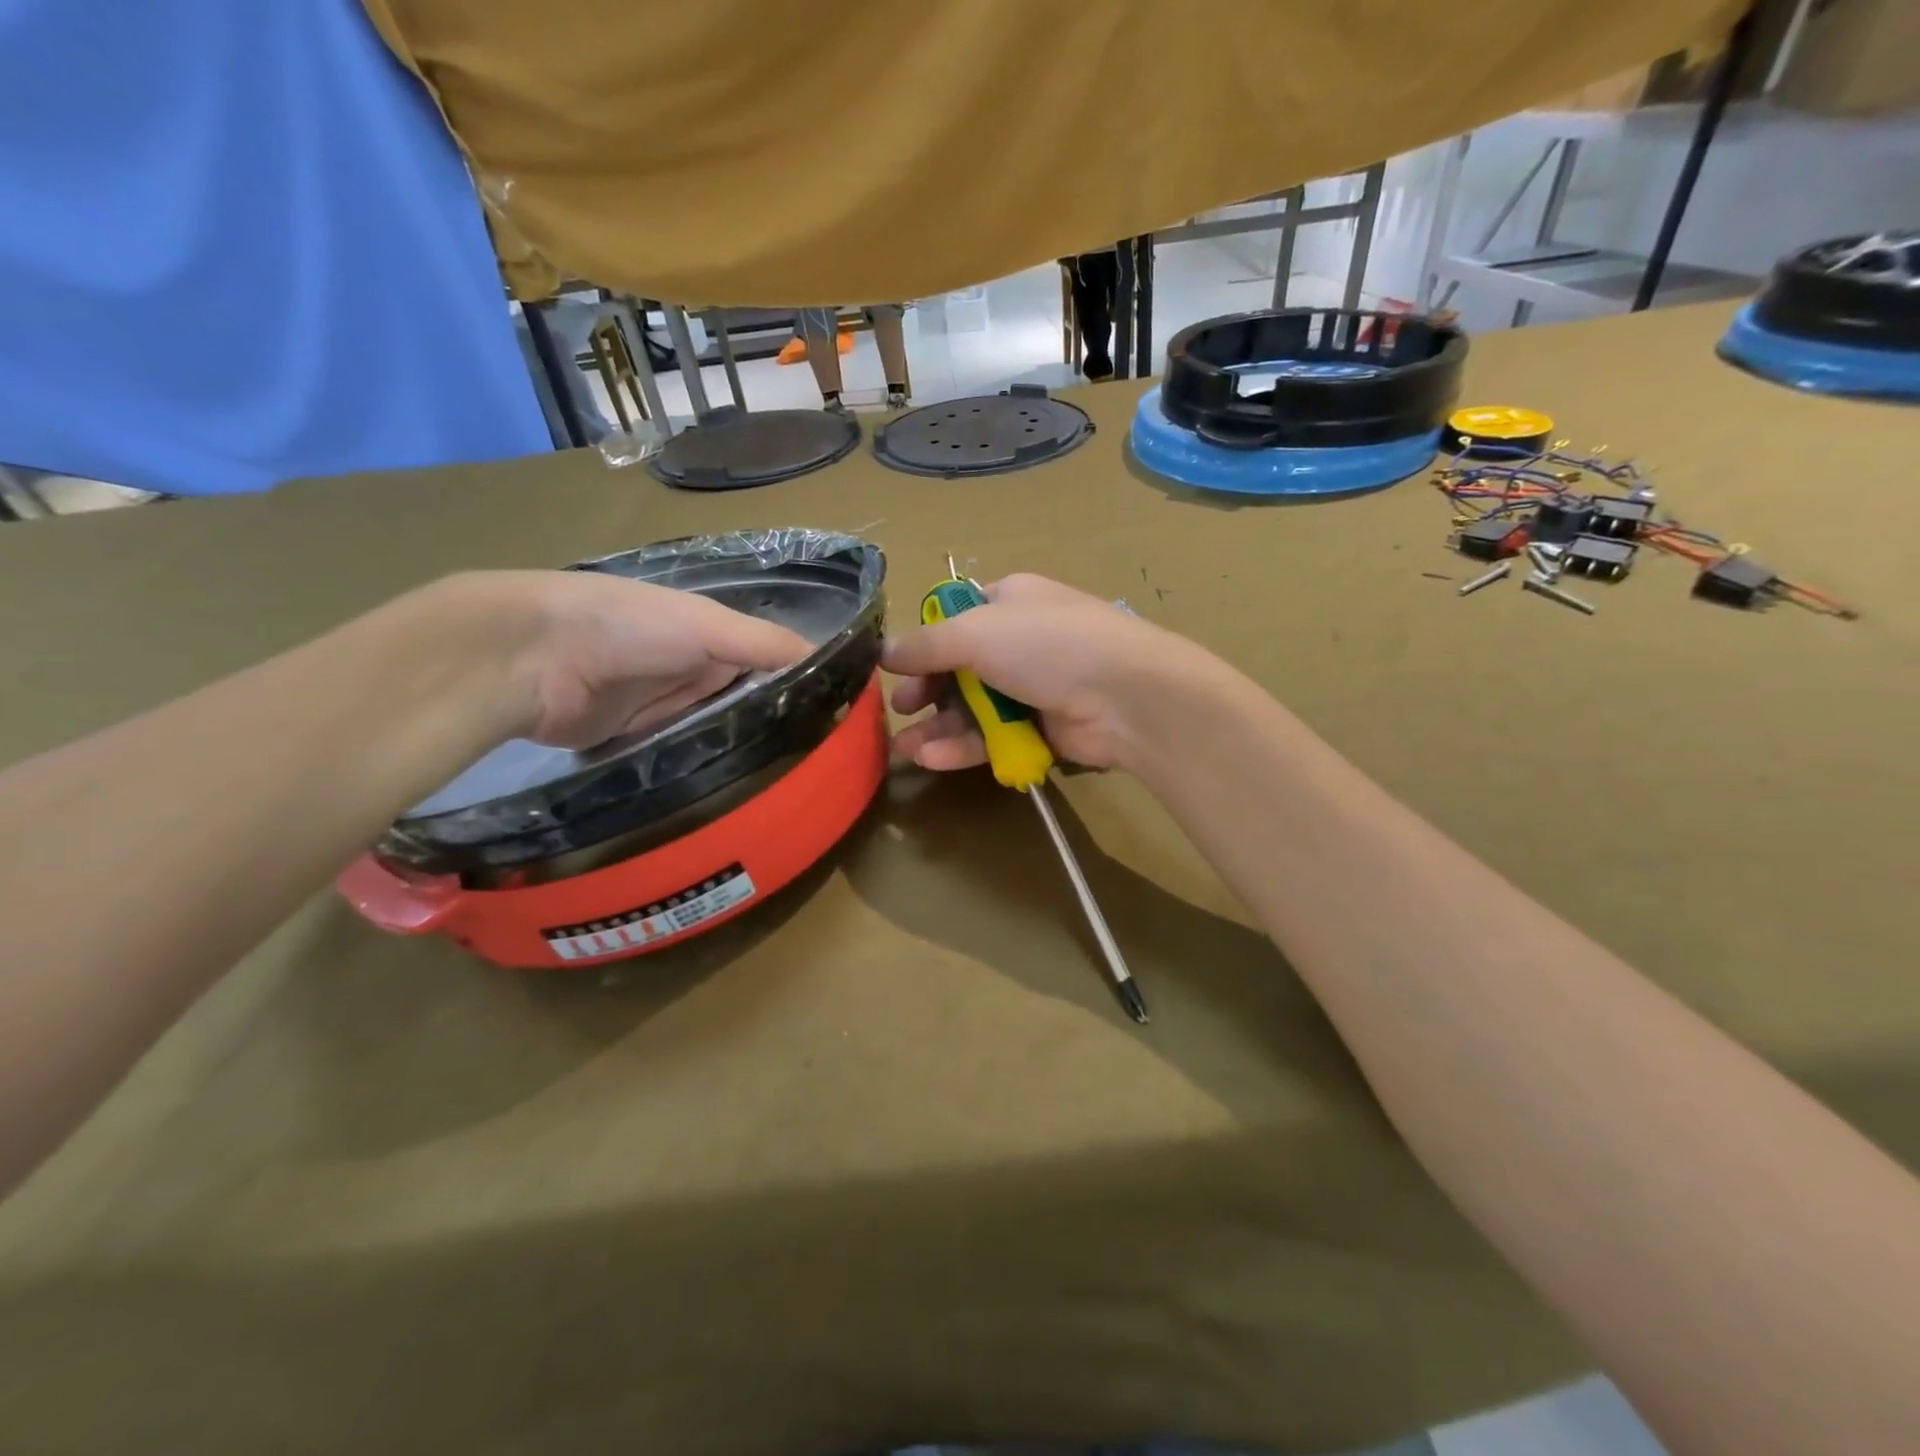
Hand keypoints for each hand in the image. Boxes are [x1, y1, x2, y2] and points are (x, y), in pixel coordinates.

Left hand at [432, 571, 812, 749]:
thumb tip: (836, 660)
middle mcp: (693, 670)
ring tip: (793, 781)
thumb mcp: (708, 627)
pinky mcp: (637, 741)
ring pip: (717, 731)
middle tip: (824, 762)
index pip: (771, 663)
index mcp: (712, 636)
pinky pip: (681, 755)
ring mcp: (664, 707)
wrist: (531, 659)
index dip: (803, 686)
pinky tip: (739, 791)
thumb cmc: (628, 627)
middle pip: (747, 701)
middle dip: (778, 725)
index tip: (841, 720)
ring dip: (744, 750)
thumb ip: (766, 645)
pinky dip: (704, 768)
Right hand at [883, 573, 1213, 773]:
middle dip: (927, 691)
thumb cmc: (1047, 646)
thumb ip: (926, 645)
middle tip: (902, 711)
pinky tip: (932, 758)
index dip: (925, 643)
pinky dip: (963, 746)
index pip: (956, 618)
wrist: (1125, 697)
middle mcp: (1020, 641)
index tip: (896, 668)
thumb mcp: (976, 632)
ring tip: (903, 749)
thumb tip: (885, 651)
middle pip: (960, 668)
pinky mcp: (1042, 729)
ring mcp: (1033, 687)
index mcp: (1009, 601)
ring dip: (938, 727)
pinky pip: (994, 736)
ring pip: (974, 707)